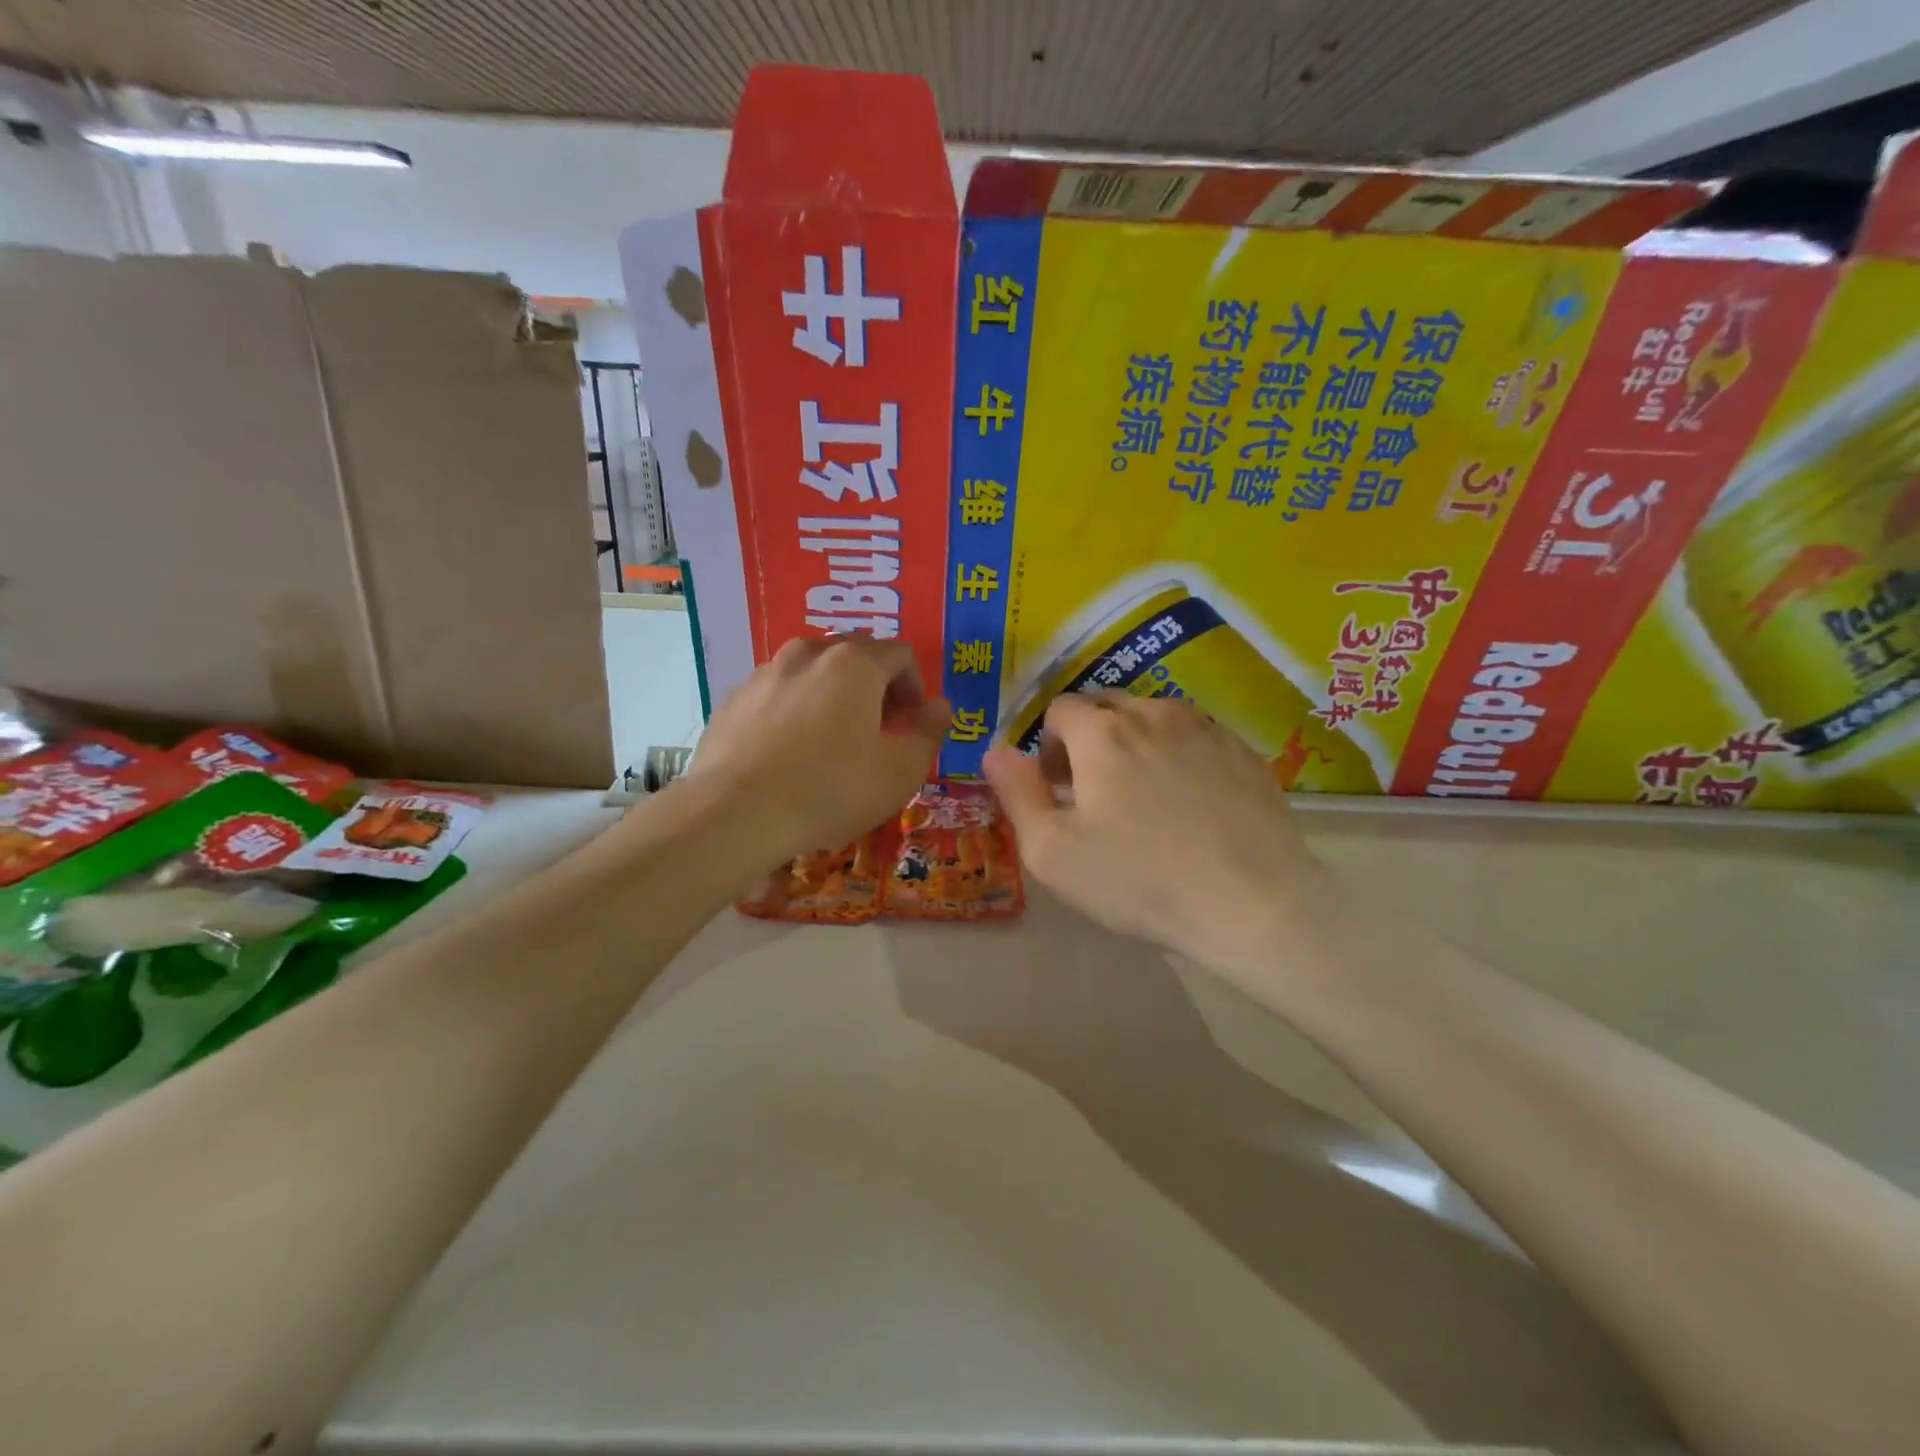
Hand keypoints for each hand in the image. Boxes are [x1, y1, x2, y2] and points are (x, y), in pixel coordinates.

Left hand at [685, 637, 950, 866]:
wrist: (734, 815)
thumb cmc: (830, 790)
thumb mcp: (900, 772)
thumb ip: (929, 732)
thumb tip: (939, 707)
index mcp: (855, 662)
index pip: (901, 655)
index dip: (916, 689)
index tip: (911, 726)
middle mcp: (808, 652)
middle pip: (856, 659)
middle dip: (875, 691)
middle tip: (877, 736)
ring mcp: (764, 673)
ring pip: (813, 675)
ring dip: (833, 700)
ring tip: (831, 746)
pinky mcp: (733, 699)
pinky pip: (778, 696)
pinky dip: (794, 713)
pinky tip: (789, 756)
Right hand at [983, 693, 1323, 973]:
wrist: (1252, 905)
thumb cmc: (1139, 880)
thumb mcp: (1052, 851)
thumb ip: (1016, 792)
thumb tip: (995, 750)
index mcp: (1103, 733)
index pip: (1060, 709)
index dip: (1048, 745)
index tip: (1057, 788)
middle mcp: (1154, 714)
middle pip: (1106, 706)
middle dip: (1088, 738)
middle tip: (1093, 792)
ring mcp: (1206, 729)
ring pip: (1153, 717)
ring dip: (1135, 743)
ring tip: (1143, 796)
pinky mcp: (1244, 752)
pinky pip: (1195, 736)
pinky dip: (1178, 755)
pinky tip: (1188, 802)